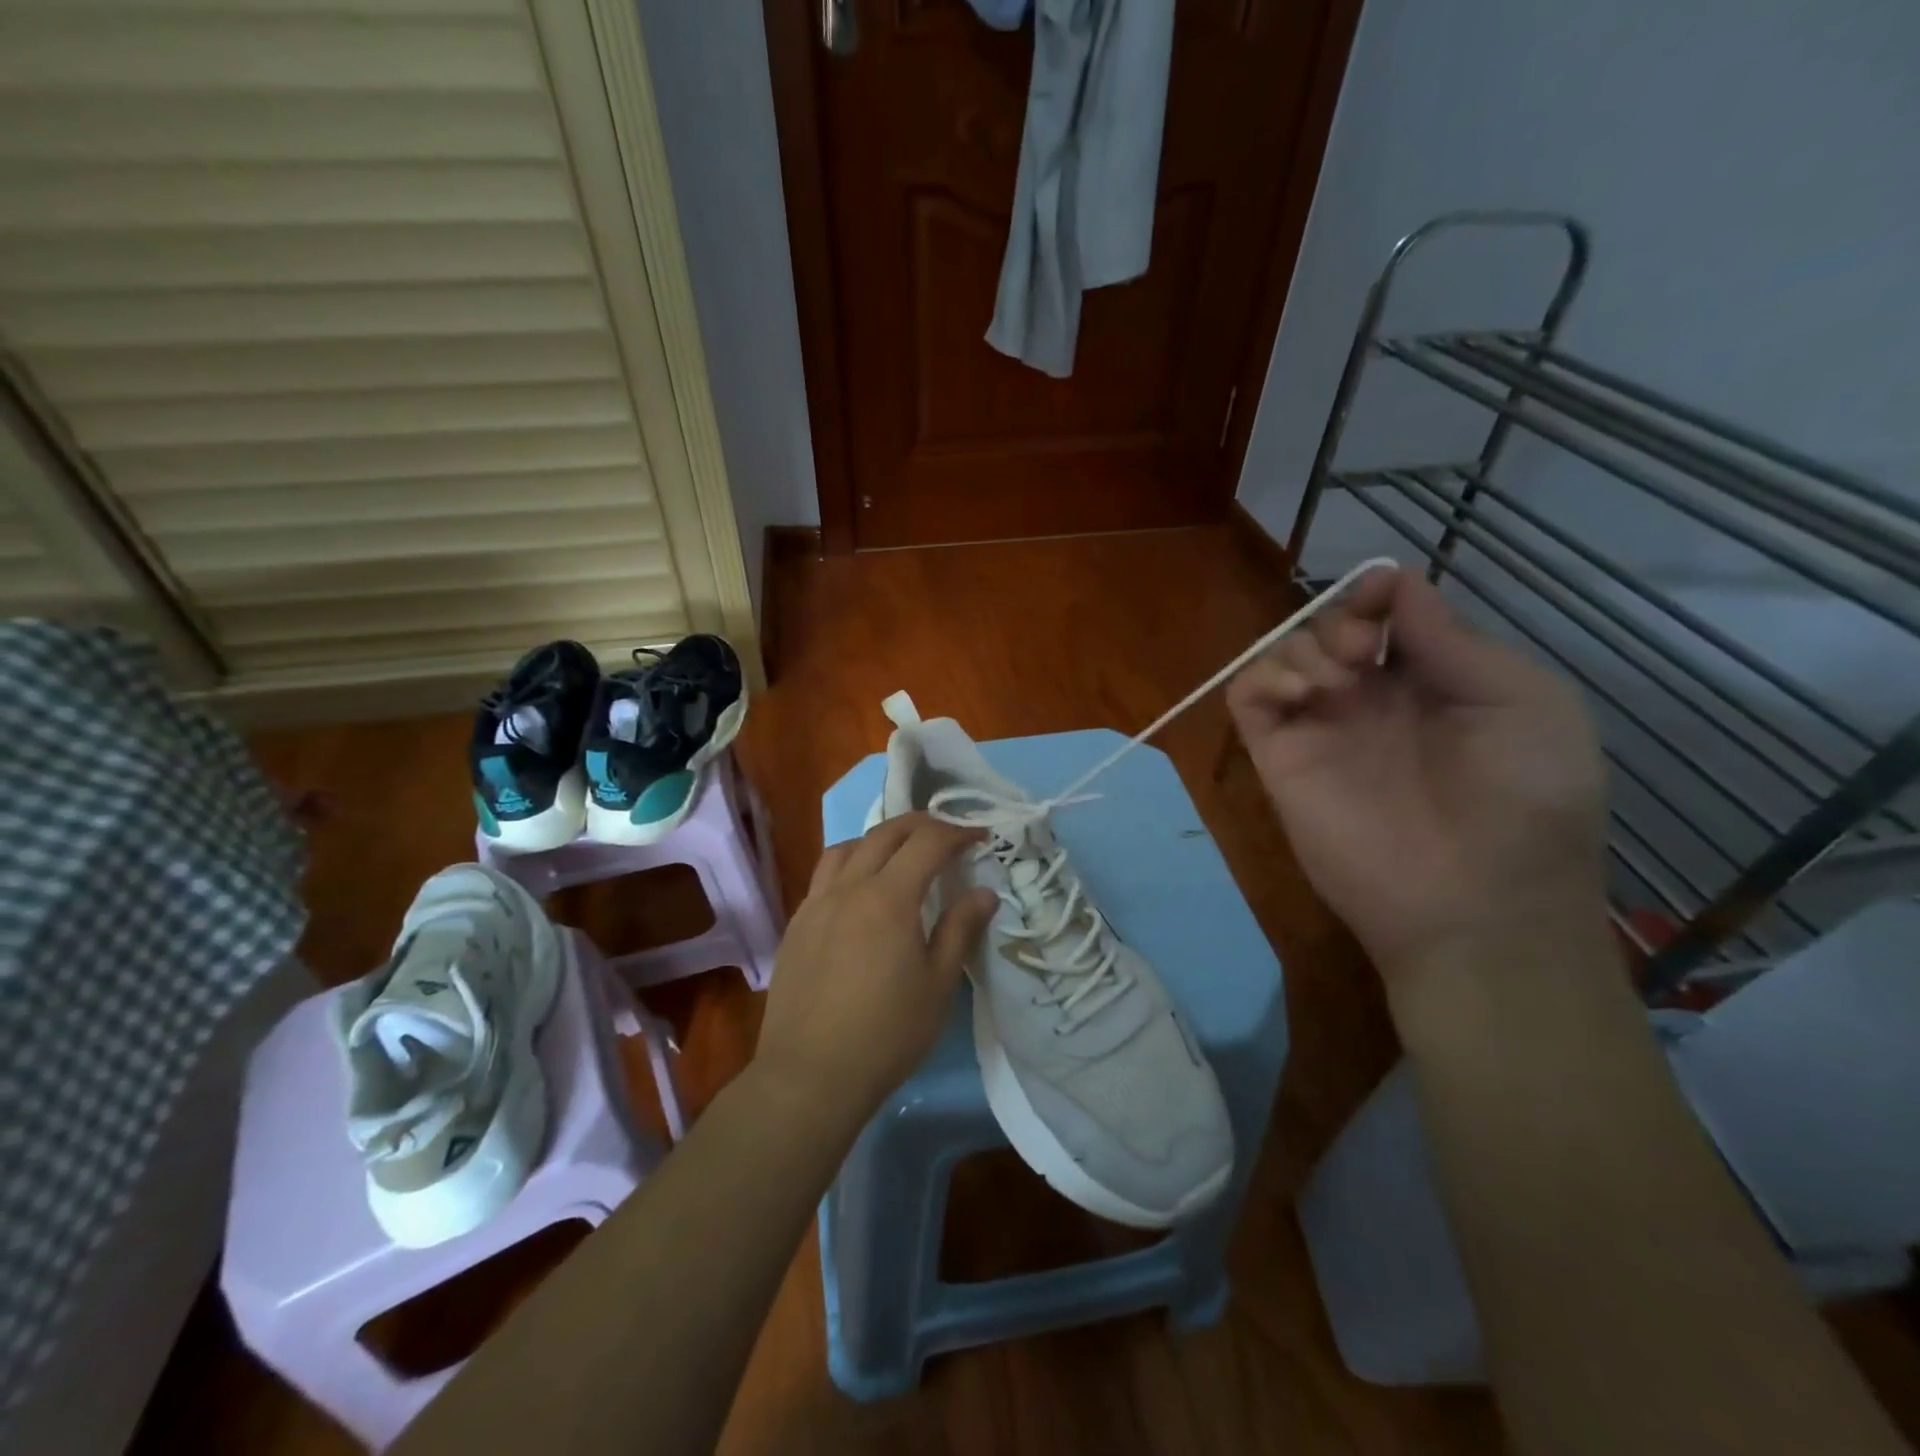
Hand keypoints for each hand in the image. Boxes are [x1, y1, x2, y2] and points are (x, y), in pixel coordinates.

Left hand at [754, 813, 996, 1129]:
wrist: (809, 1076)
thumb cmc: (886, 1034)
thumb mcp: (938, 985)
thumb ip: (960, 930)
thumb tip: (984, 891)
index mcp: (889, 898)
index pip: (927, 843)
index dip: (957, 833)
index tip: (980, 837)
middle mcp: (848, 888)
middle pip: (885, 834)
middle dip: (921, 825)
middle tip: (947, 835)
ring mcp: (816, 904)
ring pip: (847, 848)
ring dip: (880, 839)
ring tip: (900, 854)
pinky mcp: (796, 925)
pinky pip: (824, 875)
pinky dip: (850, 864)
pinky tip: (859, 891)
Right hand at [1226, 566, 1608, 987]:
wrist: (1476, 903)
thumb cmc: (1523, 801)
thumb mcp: (1524, 703)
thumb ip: (1454, 642)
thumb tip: (1397, 583)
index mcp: (1436, 683)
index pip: (1388, 617)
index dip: (1379, 593)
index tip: (1380, 595)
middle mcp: (1372, 700)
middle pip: (1330, 627)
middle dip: (1341, 620)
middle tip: (1363, 653)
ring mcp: (1321, 728)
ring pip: (1284, 654)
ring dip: (1303, 646)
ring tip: (1337, 682)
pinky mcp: (1279, 757)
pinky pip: (1247, 697)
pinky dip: (1262, 676)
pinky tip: (1301, 692)